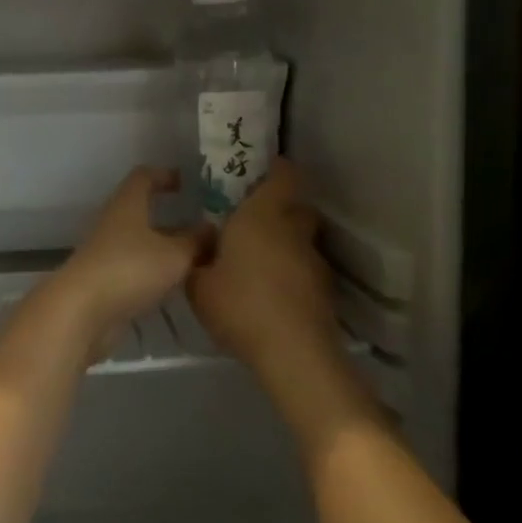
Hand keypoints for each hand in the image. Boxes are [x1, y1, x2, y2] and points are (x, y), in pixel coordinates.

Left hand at [51, 168, 211, 354]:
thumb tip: (212, 229)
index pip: (144, 177)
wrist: (81, 312)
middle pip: (142, 211)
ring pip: (141, 242)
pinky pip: (135, 268)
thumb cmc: (130, 269)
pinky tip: (176, 284)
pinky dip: (155, 271)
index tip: (187, 182)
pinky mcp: (105, 282)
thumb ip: (196, 241)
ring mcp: (106, 253)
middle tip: (202, 226)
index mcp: (128, 205)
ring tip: (197, 258)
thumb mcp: (174, 255)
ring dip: (165, 247)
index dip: (165, 175)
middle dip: (171, 217)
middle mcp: (114, 223)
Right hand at [187, 160, 337, 379]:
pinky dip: (292, 273)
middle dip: (279, 208)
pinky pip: (305, 269)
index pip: (283, 175)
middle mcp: (293, 230)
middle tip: (252, 221)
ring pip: (302, 239)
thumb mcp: (198, 285)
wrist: (293, 353)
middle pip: (296, 206)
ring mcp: (314, 260)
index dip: (275, 169)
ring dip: (286, 244)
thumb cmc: (241, 306)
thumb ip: (196, 261)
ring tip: (259, 264)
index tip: (258, 173)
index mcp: (262, 216)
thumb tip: (201, 248)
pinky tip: (272, 294)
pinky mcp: (325, 290)